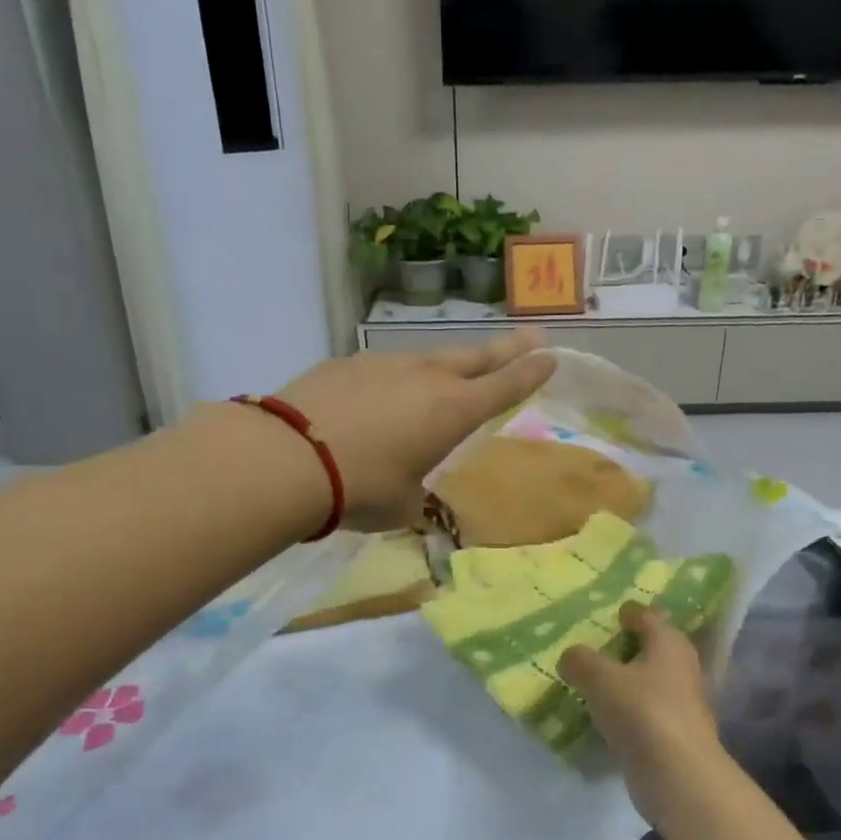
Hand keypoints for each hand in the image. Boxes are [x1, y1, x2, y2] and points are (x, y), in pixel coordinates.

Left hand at [278, 331, 554, 530]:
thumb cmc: (362, 488)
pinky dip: (392, 381)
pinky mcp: (346, 364)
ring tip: (447, 374)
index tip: (551, 356)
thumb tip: (411, 495)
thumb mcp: (403, 504)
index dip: (530, 373)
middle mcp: (425, 377)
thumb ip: (417, 495)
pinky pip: (382, 370)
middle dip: (506, 349)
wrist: (289, 458)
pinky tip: (377, 399)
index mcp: (453, 411)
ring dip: (444, 366)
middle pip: (475, 357)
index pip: (505, 386)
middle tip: (531, 335)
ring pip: (426, 359)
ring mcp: (384, 364)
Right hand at [560, 603, 733, 828]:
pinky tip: (607, 714)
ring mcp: (682, 703)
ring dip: (629, 679)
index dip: (632, 612)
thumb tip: (571, 656)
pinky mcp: (674, 734)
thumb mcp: (600, 678)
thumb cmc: (641, 711)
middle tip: (601, 644)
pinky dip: (629, 709)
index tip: (617, 610)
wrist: (678, 774)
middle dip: (631, 646)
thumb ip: (581, 661)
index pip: (650, 617)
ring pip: (651, 681)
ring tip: (597, 680)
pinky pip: (646, 711)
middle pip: (654, 648)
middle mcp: (681, 668)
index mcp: (669, 643)